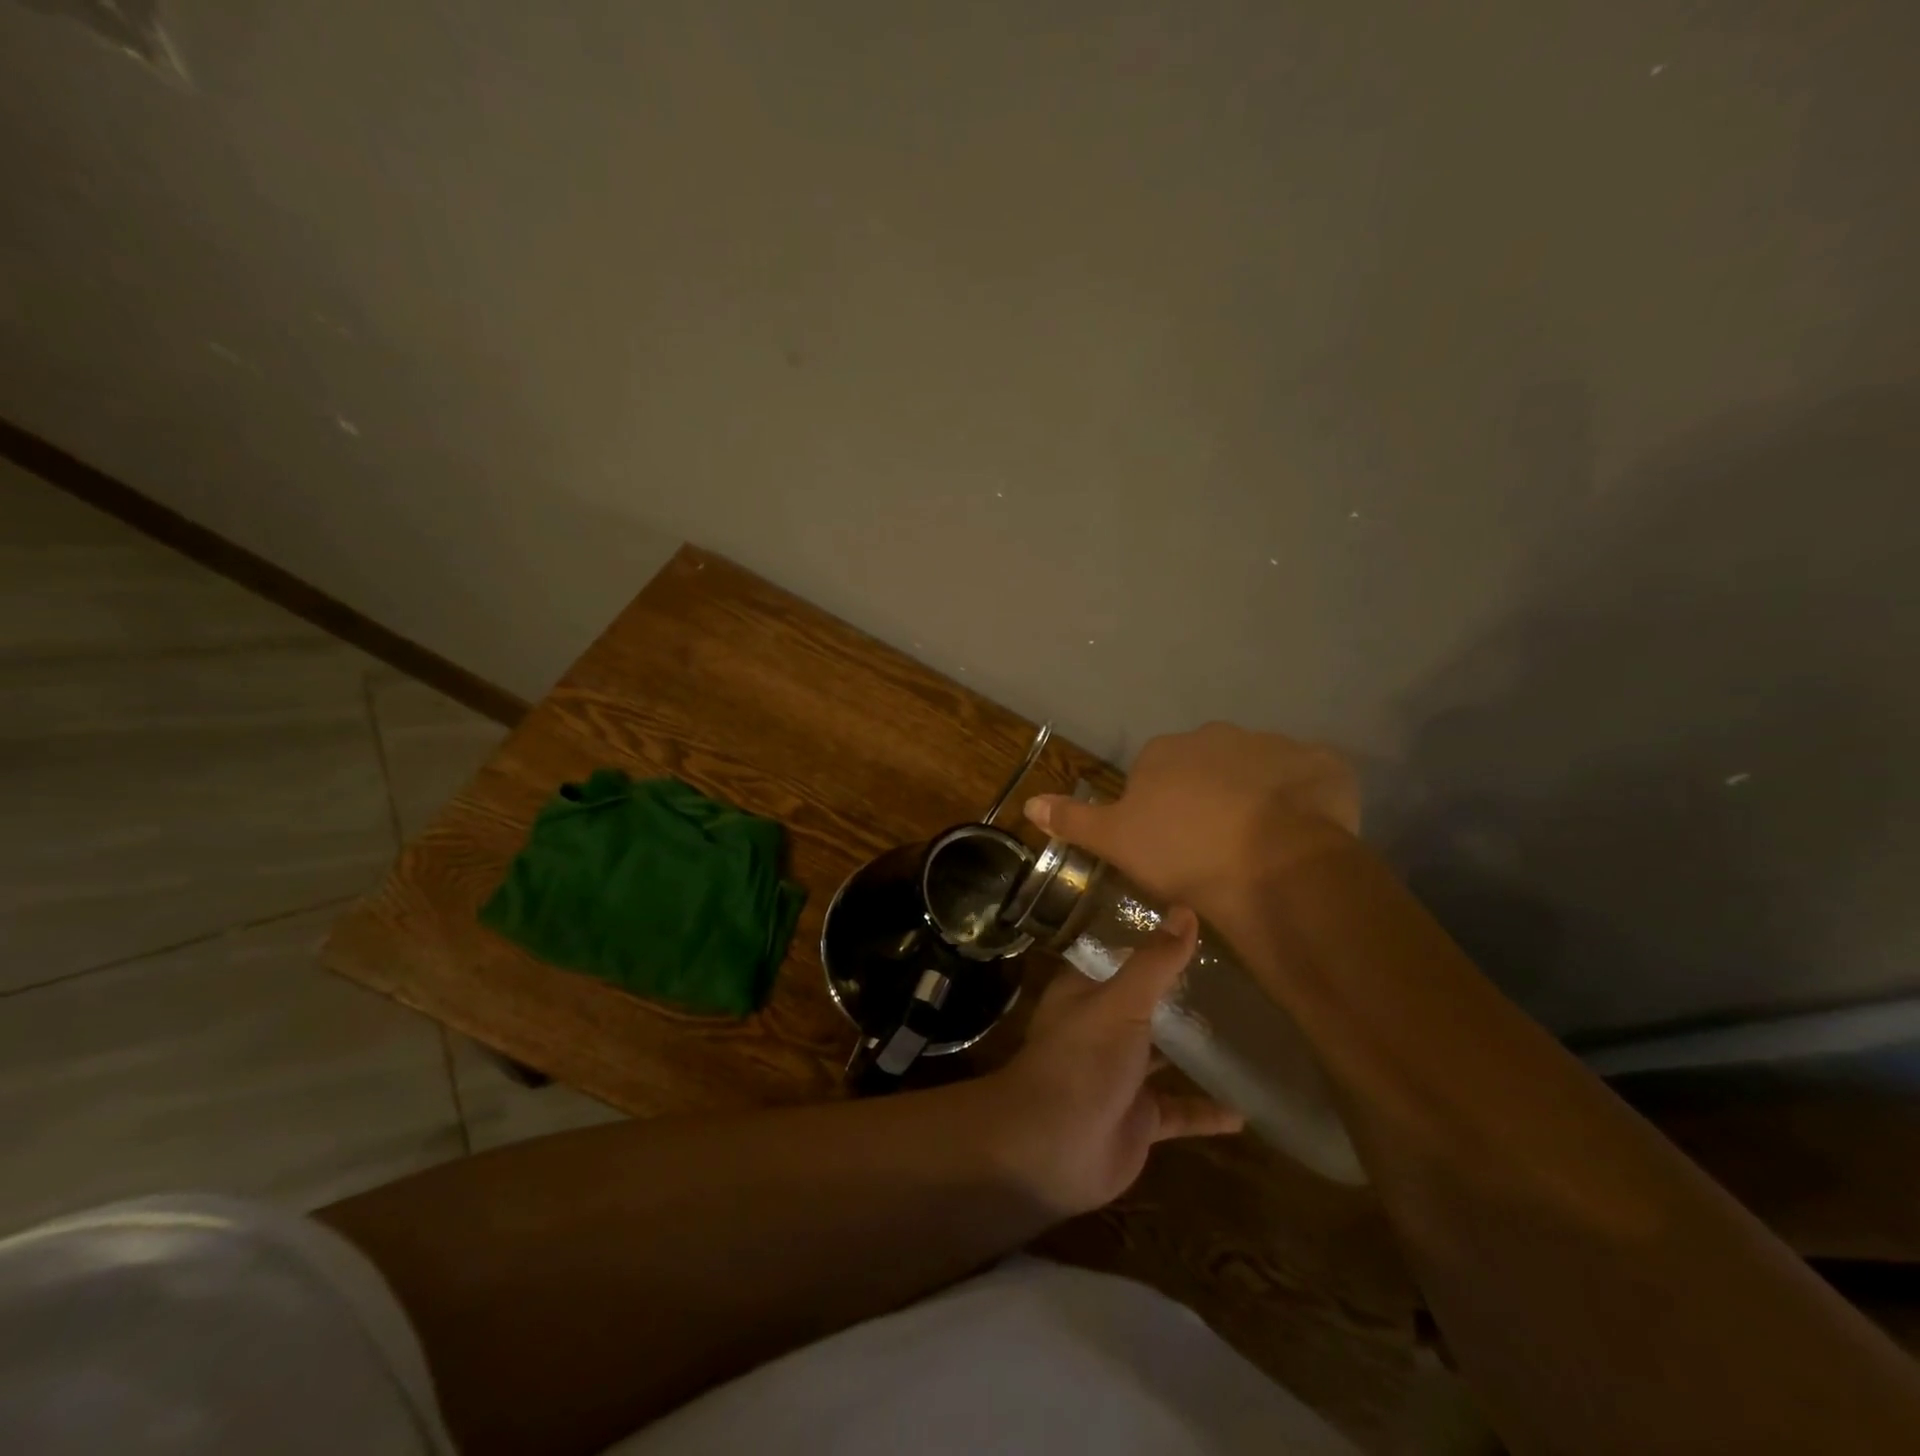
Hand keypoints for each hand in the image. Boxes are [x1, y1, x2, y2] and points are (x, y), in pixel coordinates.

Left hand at [977, 908, 1242, 1217]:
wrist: (1052, 1148)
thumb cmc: (1082, 1060)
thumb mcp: (1121, 1002)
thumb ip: (1155, 962)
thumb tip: (1185, 911)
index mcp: (1086, 993)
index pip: (1116, 957)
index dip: (1146, 943)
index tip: (1188, 927)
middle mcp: (1102, 1028)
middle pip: (1143, 1005)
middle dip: (1178, 994)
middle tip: (1231, 976)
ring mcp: (1121, 1075)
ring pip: (1163, 1055)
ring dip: (1194, 1048)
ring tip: (1244, 1031)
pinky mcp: (1139, 1118)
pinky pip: (1180, 1111)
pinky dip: (1207, 1111)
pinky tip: (1244, 1110)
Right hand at [1023, 722, 1359, 924]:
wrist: (1271, 866)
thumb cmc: (1182, 853)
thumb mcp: (1115, 842)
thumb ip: (1073, 818)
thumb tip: (1029, 801)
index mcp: (1165, 751)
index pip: (1155, 774)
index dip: (1161, 810)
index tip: (1170, 845)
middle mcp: (1216, 735)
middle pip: (1206, 766)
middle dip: (1208, 796)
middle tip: (1214, 845)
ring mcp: (1274, 745)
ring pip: (1258, 771)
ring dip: (1257, 796)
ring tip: (1260, 846)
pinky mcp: (1324, 764)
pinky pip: (1309, 779)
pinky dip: (1305, 799)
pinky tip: (1302, 833)